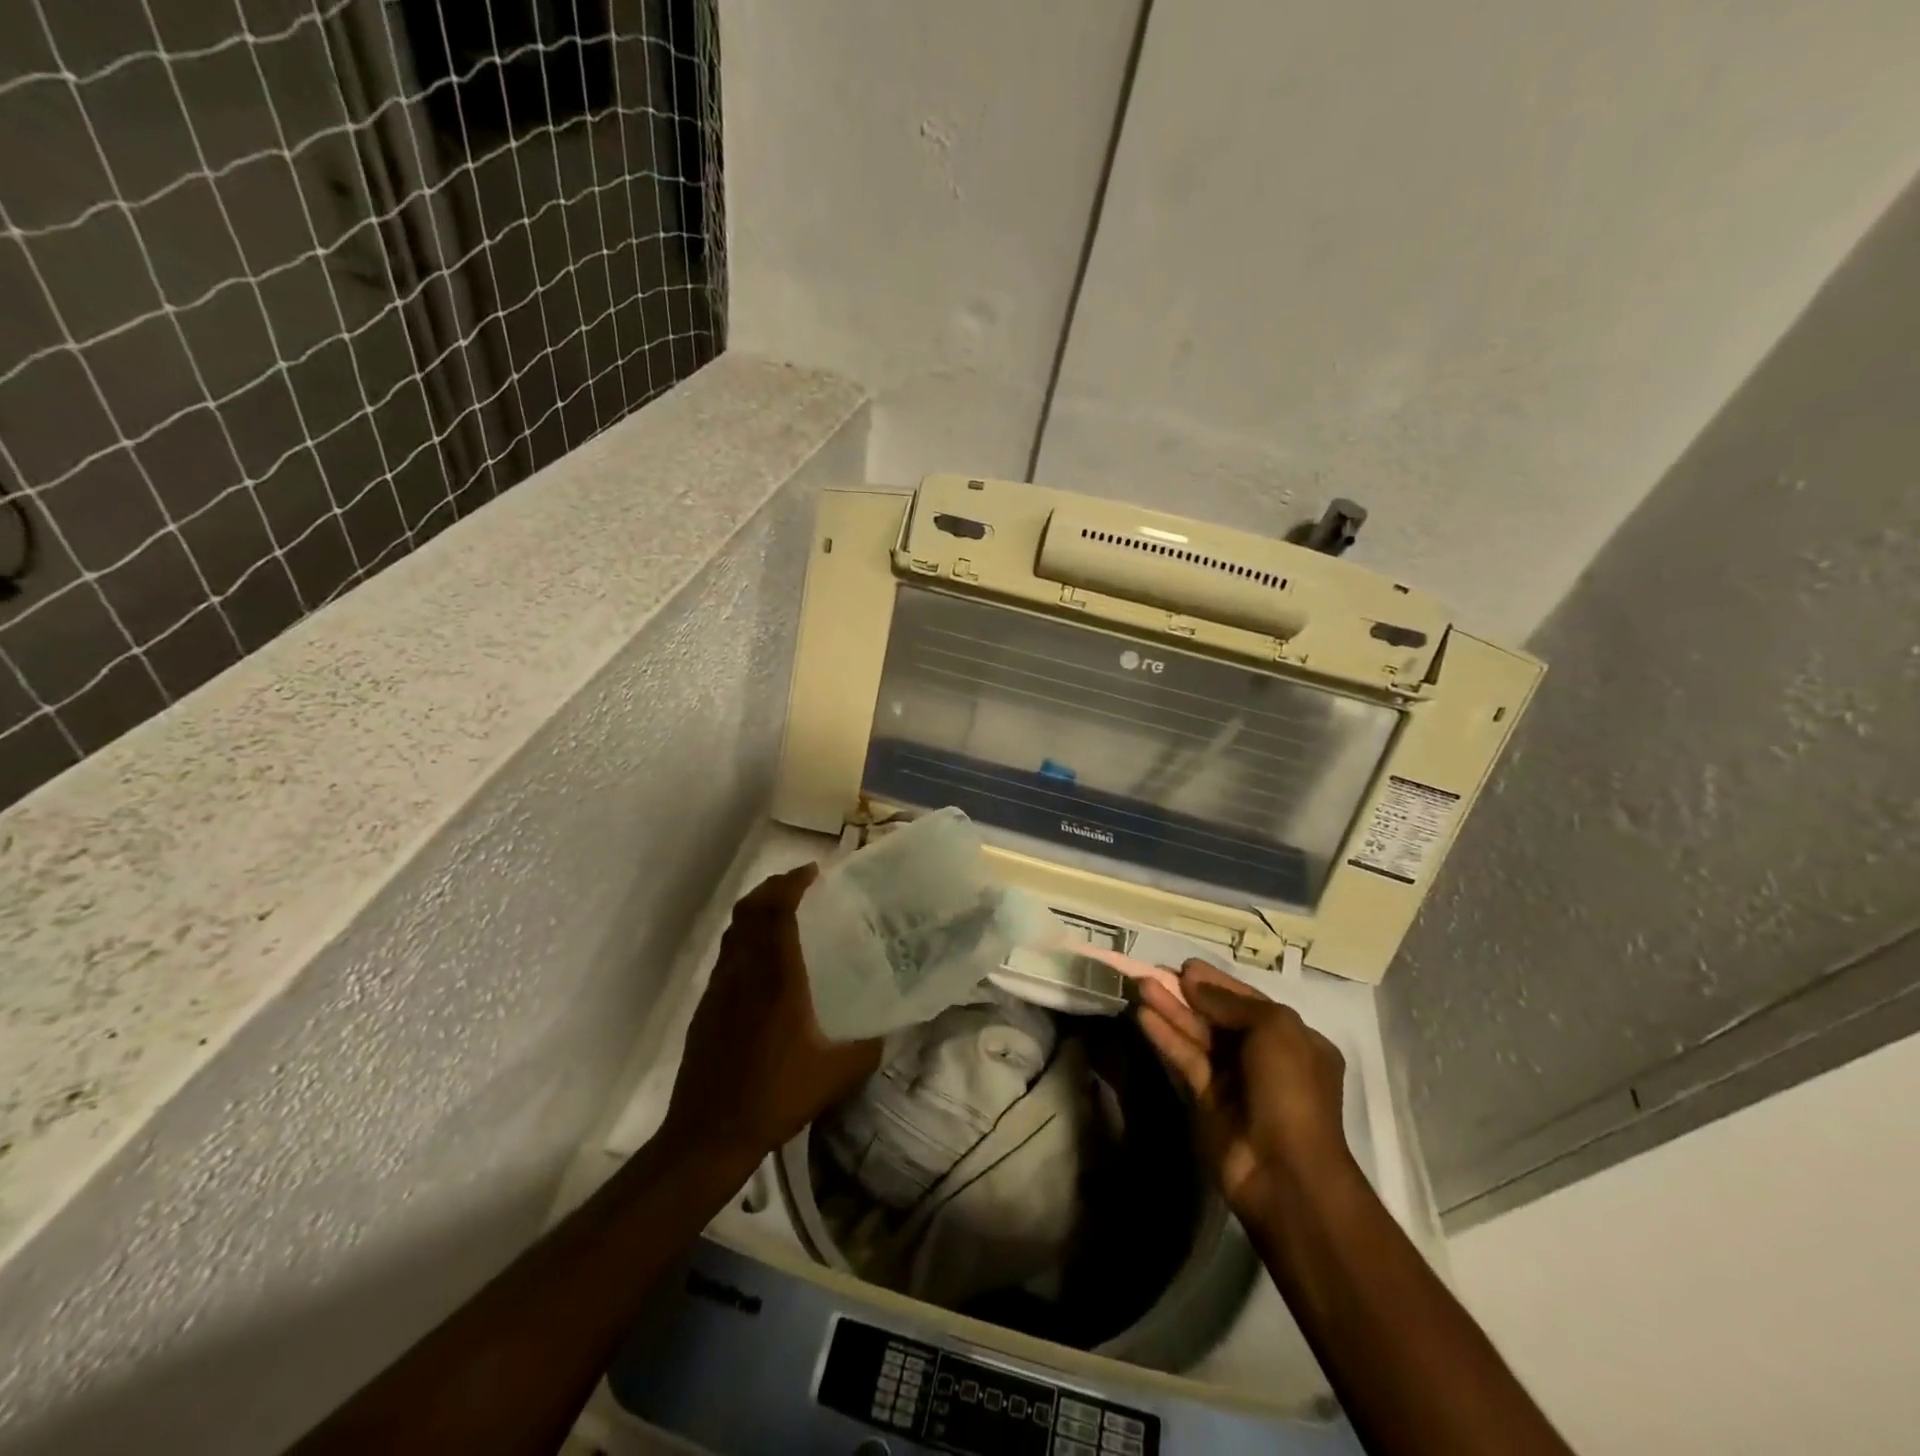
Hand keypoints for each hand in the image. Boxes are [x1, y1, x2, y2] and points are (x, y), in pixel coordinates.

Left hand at [661, 864, 881, 1164]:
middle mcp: (744, 972)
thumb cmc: (775, 1097)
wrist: (708, 1133)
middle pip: (750, 910)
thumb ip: (868, 1048)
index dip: (792, 883)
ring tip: (784, 911)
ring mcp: (720, 987)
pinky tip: (763, 959)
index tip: (813, 872)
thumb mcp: (836, 1075)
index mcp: (777, 978)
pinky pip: (727, 953)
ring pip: (734, 930)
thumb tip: (888, 1031)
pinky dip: (745, 937)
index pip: (777, 911)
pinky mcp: (706, 1006)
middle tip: (801, 883)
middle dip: (774, 887)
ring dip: (757, 909)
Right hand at [1136, 959, 1353, 1222]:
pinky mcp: (1206, 1101)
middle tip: (1153, 973)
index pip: (1250, 1003)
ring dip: (1170, 1011)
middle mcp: (1265, 1058)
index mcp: (1295, 1040)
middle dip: (1187, 995)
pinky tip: (1143, 1017)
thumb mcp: (1275, 1029)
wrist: (1284, 1171)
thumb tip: (1195, 982)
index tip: (1186, 967)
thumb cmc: (1290, 1089)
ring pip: (1198, 1036)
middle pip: (1219, 1018)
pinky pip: (1185, 1060)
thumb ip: (1231, 1002)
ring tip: (1141, 986)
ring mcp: (1234, 1081)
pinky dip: (1165, 1038)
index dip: (1218, 983)